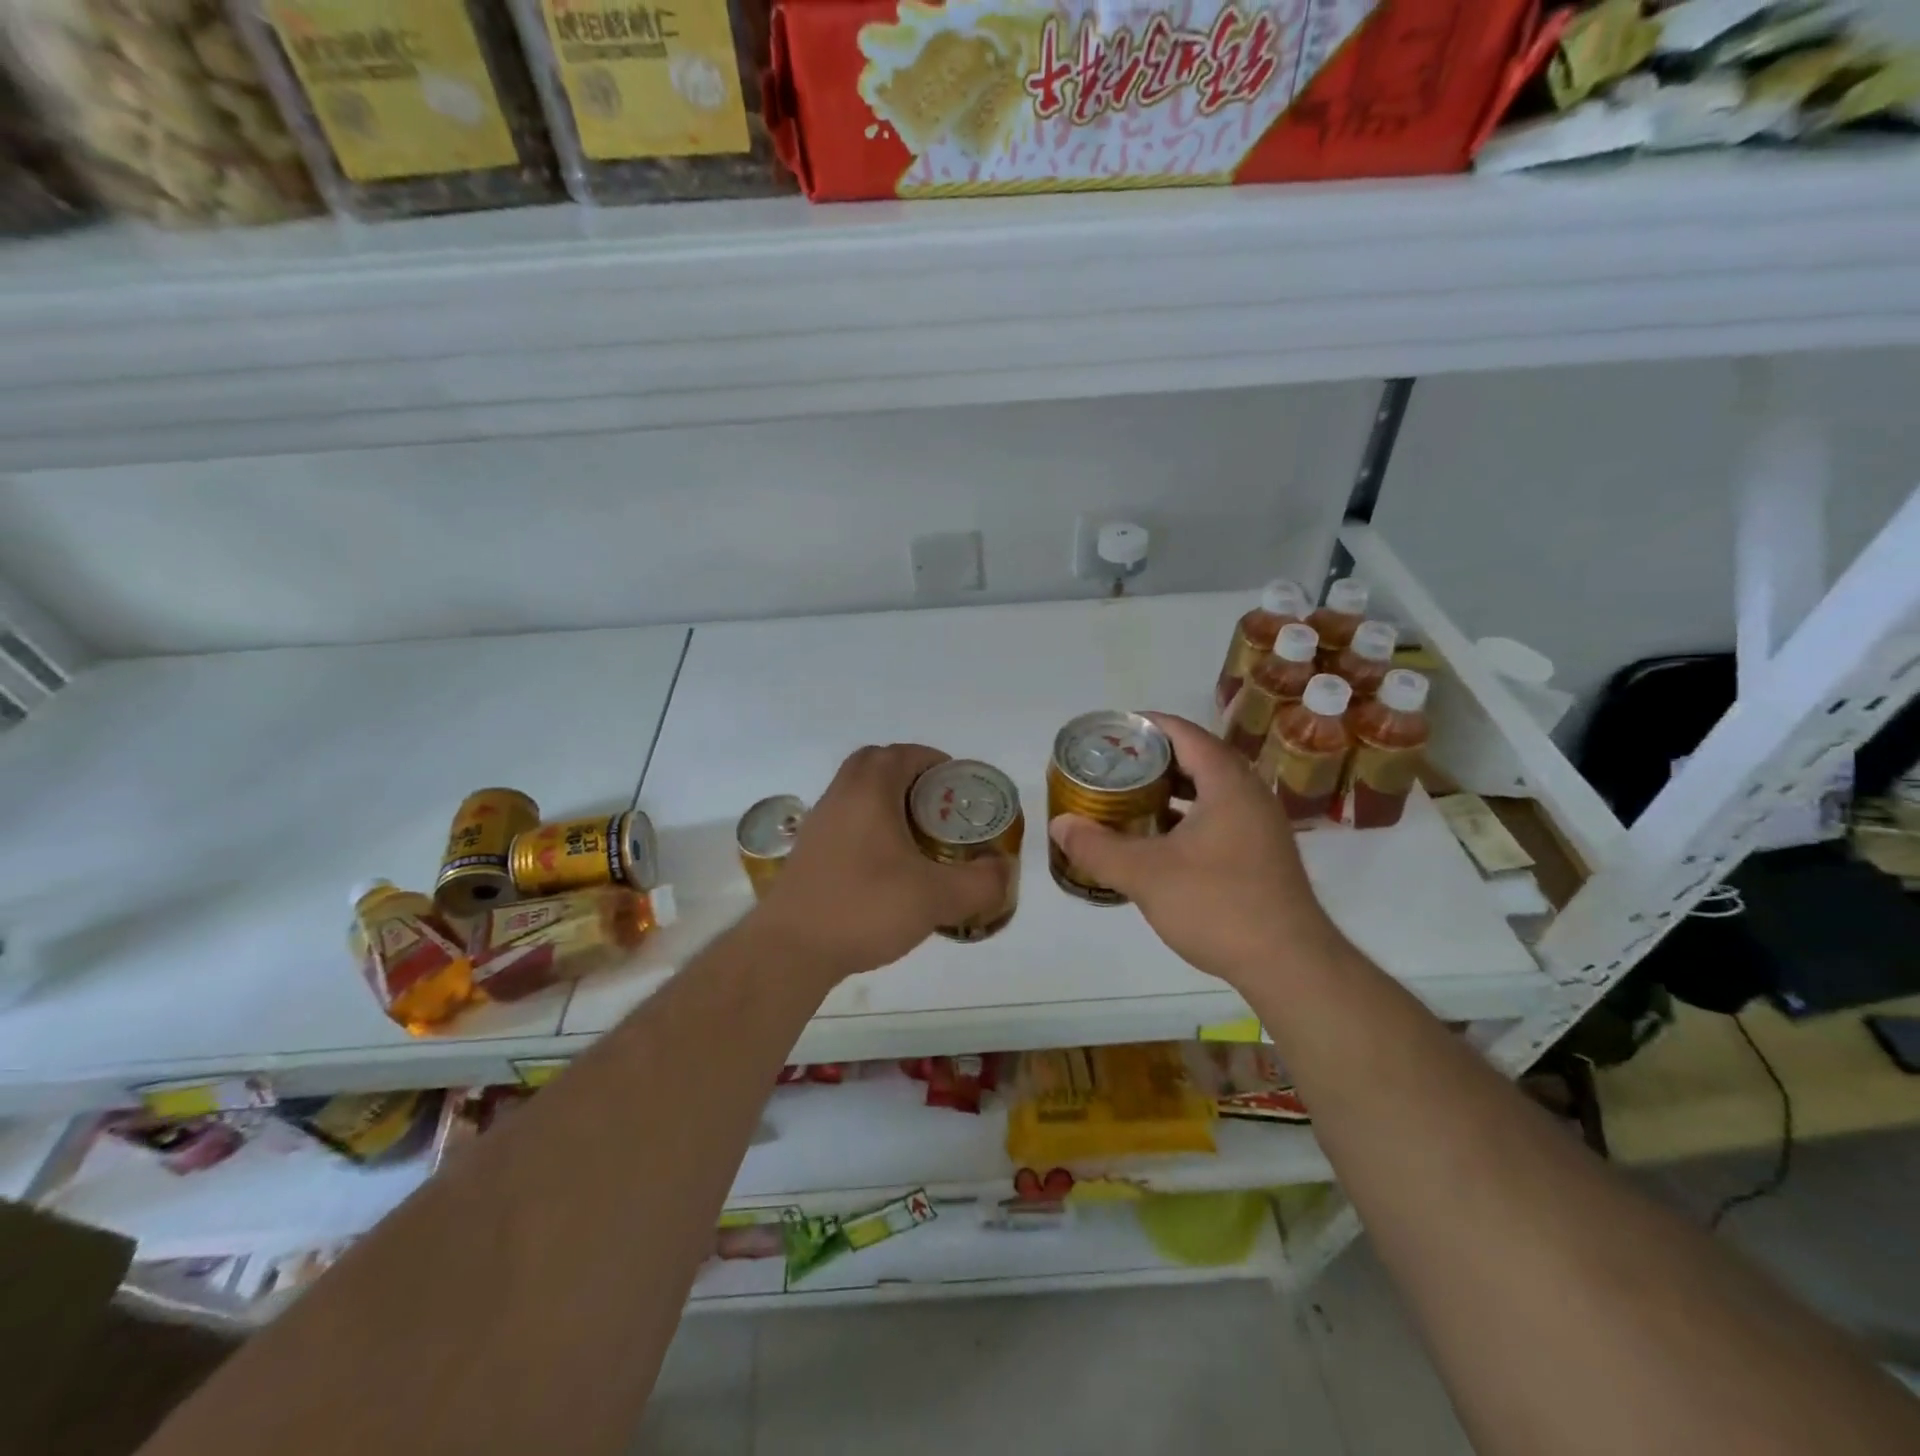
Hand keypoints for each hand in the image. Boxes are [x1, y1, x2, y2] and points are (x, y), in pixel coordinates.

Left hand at [753, 744, 1010, 981]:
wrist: (790, 950)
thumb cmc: (864, 908)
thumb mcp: (936, 898)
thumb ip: (980, 883)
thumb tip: (1004, 870)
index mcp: (869, 791)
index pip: (903, 753)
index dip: (934, 761)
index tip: (958, 785)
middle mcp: (839, 796)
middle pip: (875, 764)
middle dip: (910, 776)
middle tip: (938, 806)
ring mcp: (819, 824)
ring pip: (856, 793)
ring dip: (887, 801)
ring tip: (918, 836)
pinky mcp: (809, 852)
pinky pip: (845, 820)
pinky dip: (869, 826)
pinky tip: (887, 865)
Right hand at [1047, 713, 1344, 990]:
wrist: (1290, 965)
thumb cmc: (1218, 906)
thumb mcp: (1146, 875)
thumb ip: (1098, 847)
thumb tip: (1059, 825)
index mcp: (1228, 782)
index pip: (1183, 732)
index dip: (1143, 725)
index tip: (1108, 733)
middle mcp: (1249, 793)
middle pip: (1196, 756)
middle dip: (1151, 758)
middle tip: (1111, 767)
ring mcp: (1259, 824)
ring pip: (1208, 789)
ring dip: (1169, 789)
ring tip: (1128, 797)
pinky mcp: (1260, 852)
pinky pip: (1217, 815)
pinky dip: (1185, 816)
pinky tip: (1157, 838)